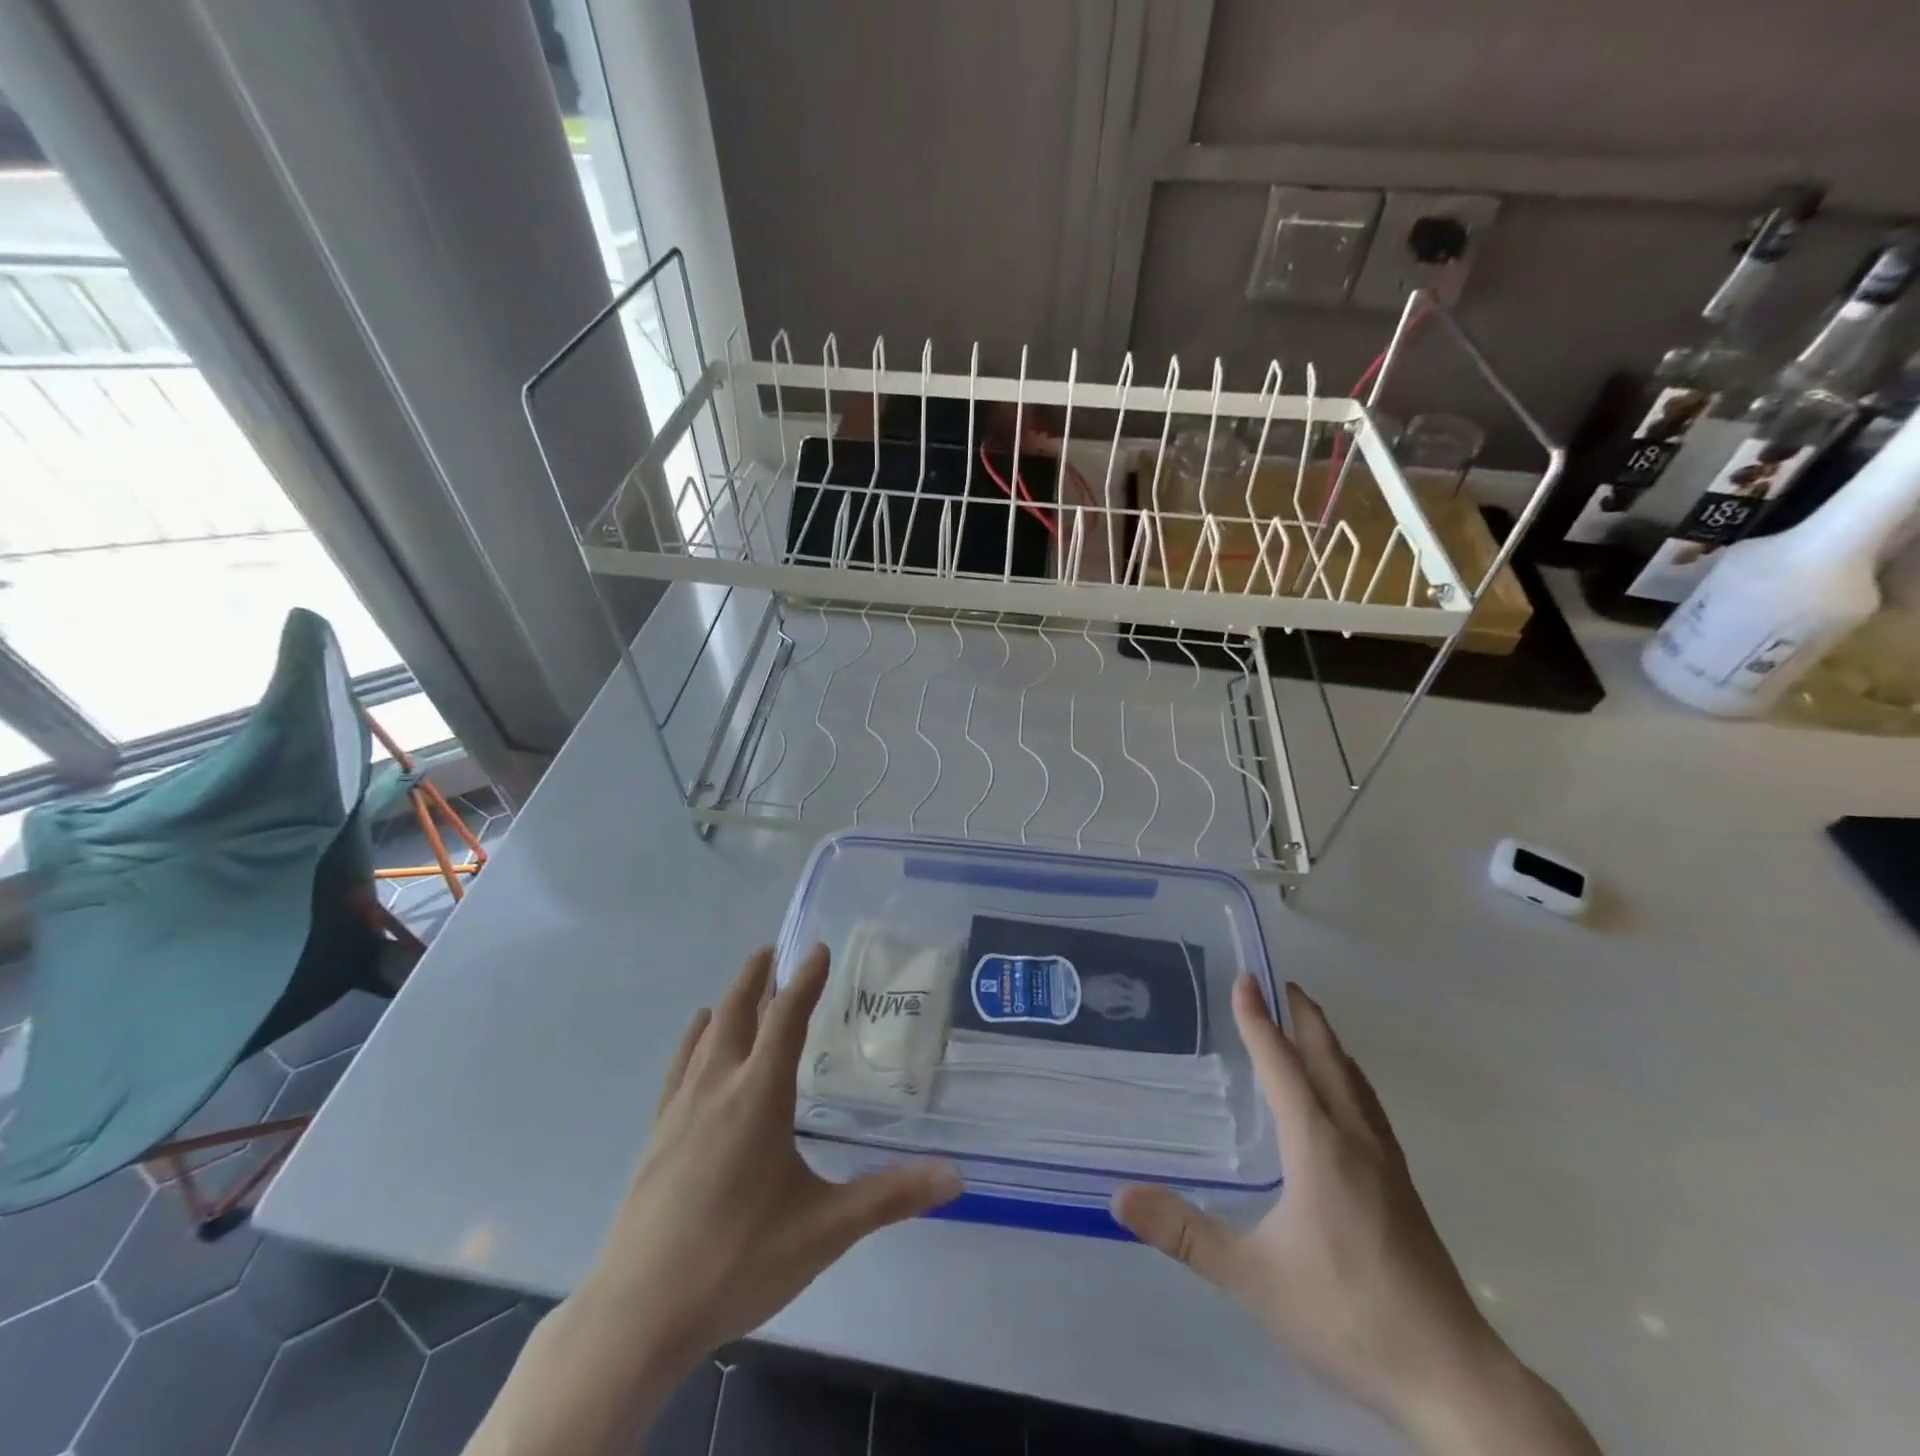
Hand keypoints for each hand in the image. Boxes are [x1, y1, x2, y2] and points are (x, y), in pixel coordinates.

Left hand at [577, 944, 962, 1366]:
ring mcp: (680, 1110)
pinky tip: (696, 1037)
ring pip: (707, 1036)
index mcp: (759, 1096)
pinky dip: (694, 1039)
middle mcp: (718, 1088)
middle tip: (773, 949)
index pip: (787, 1020)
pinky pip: (680, 1067)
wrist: (637, 1314)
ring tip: (743, 984)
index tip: (819, 949)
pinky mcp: (657, 1135)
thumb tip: (955, 1176)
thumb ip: (890, 1197)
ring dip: (728, 1002)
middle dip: (757, 978)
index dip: (806, 982)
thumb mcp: (824, 1230)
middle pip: (738, 1014)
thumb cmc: (737, 1262)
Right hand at [1113, 979, 1515, 1432]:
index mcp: (1319, 1146)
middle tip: (1282, 983)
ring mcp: (1387, 1165)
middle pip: (1328, 1060)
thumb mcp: (1255, 1278)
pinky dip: (1349, 1078)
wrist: (1455, 1380)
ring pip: (1355, 1082)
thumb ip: (1186, 1234)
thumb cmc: (1349, 1316)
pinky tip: (1347, 1099)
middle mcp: (1356, 1140)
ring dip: (1329, 1044)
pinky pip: (1369, 1108)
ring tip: (1311, 1024)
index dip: (1259, 1021)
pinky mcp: (1404, 1190)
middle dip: (1303, 1017)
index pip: (1282, 1065)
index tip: (1245, 979)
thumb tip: (1120, 1196)